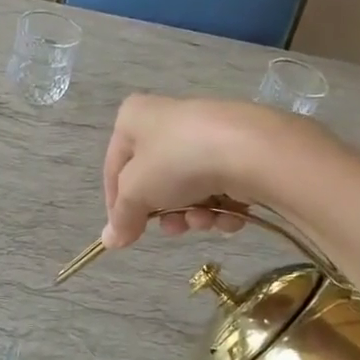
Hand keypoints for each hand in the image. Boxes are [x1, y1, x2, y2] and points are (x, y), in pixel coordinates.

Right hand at [101, 95, 324, 247]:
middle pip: (155, 180)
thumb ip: (121, 218)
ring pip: (188, 187)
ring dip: (194, 214)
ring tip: (205, 220)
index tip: (125, 234)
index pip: (114, 168)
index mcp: (133, 118)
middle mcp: (166, 120)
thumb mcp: (137, 192)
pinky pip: (218, 184)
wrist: (248, 149)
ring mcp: (204, 134)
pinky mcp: (237, 149)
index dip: (117, 205)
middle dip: (165, 212)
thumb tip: (110, 240)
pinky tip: (229, 215)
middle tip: (173, 228)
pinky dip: (221, 206)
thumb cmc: (177, 162)